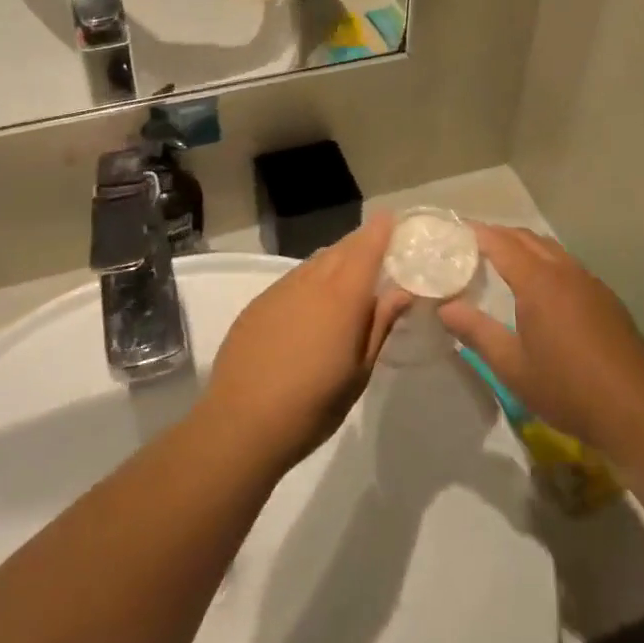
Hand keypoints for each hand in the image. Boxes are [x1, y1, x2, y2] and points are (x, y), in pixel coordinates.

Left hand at [197, 216, 407, 474]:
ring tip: (348, 275)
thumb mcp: (359, 371)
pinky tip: (312, 303)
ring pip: (315, 262)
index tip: (393, 219)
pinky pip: (293, 278)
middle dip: (361, 243)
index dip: (381, 230)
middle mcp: (311, 281)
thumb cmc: (313, 405)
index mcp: (342, 296)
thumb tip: (401, 290)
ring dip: (335, 260)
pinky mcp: (258, 304)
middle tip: (378, 248)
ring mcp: (280, 290)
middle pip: (341, 249)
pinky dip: (310, 278)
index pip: (366, 248)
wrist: (241, 423)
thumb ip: (379, 324)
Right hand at [438, 225, 643, 459]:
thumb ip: (476, 331)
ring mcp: (590, 282)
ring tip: (503, 259)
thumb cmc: (566, 388)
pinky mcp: (606, 298)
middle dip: (499, 235)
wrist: (635, 411)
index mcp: (538, 281)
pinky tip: (543, 287)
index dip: (476, 233)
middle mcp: (565, 271)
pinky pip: (569, 265)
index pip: (501, 243)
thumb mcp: (511, 366)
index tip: (454, 230)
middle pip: (527, 238)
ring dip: (525, 246)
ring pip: (551, 249)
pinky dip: (547, 262)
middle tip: (472, 243)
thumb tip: (444, 308)